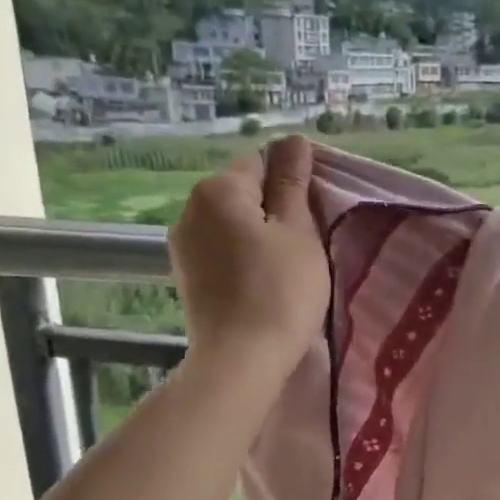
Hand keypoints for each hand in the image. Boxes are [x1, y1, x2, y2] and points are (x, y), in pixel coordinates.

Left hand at [169, 136, 328, 380]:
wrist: (241, 360)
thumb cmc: (281, 291)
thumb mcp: (299, 232)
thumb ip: (293, 182)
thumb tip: (293, 139)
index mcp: (218, 189)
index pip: (262, 162)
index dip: (293, 183)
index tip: (316, 214)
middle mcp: (190, 209)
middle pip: (243, 192)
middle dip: (274, 208)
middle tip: (307, 243)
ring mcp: (183, 245)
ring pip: (232, 223)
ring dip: (259, 234)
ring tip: (286, 266)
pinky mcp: (186, 276)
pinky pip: (221, 249)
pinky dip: (243, 256)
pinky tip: (262, 282)